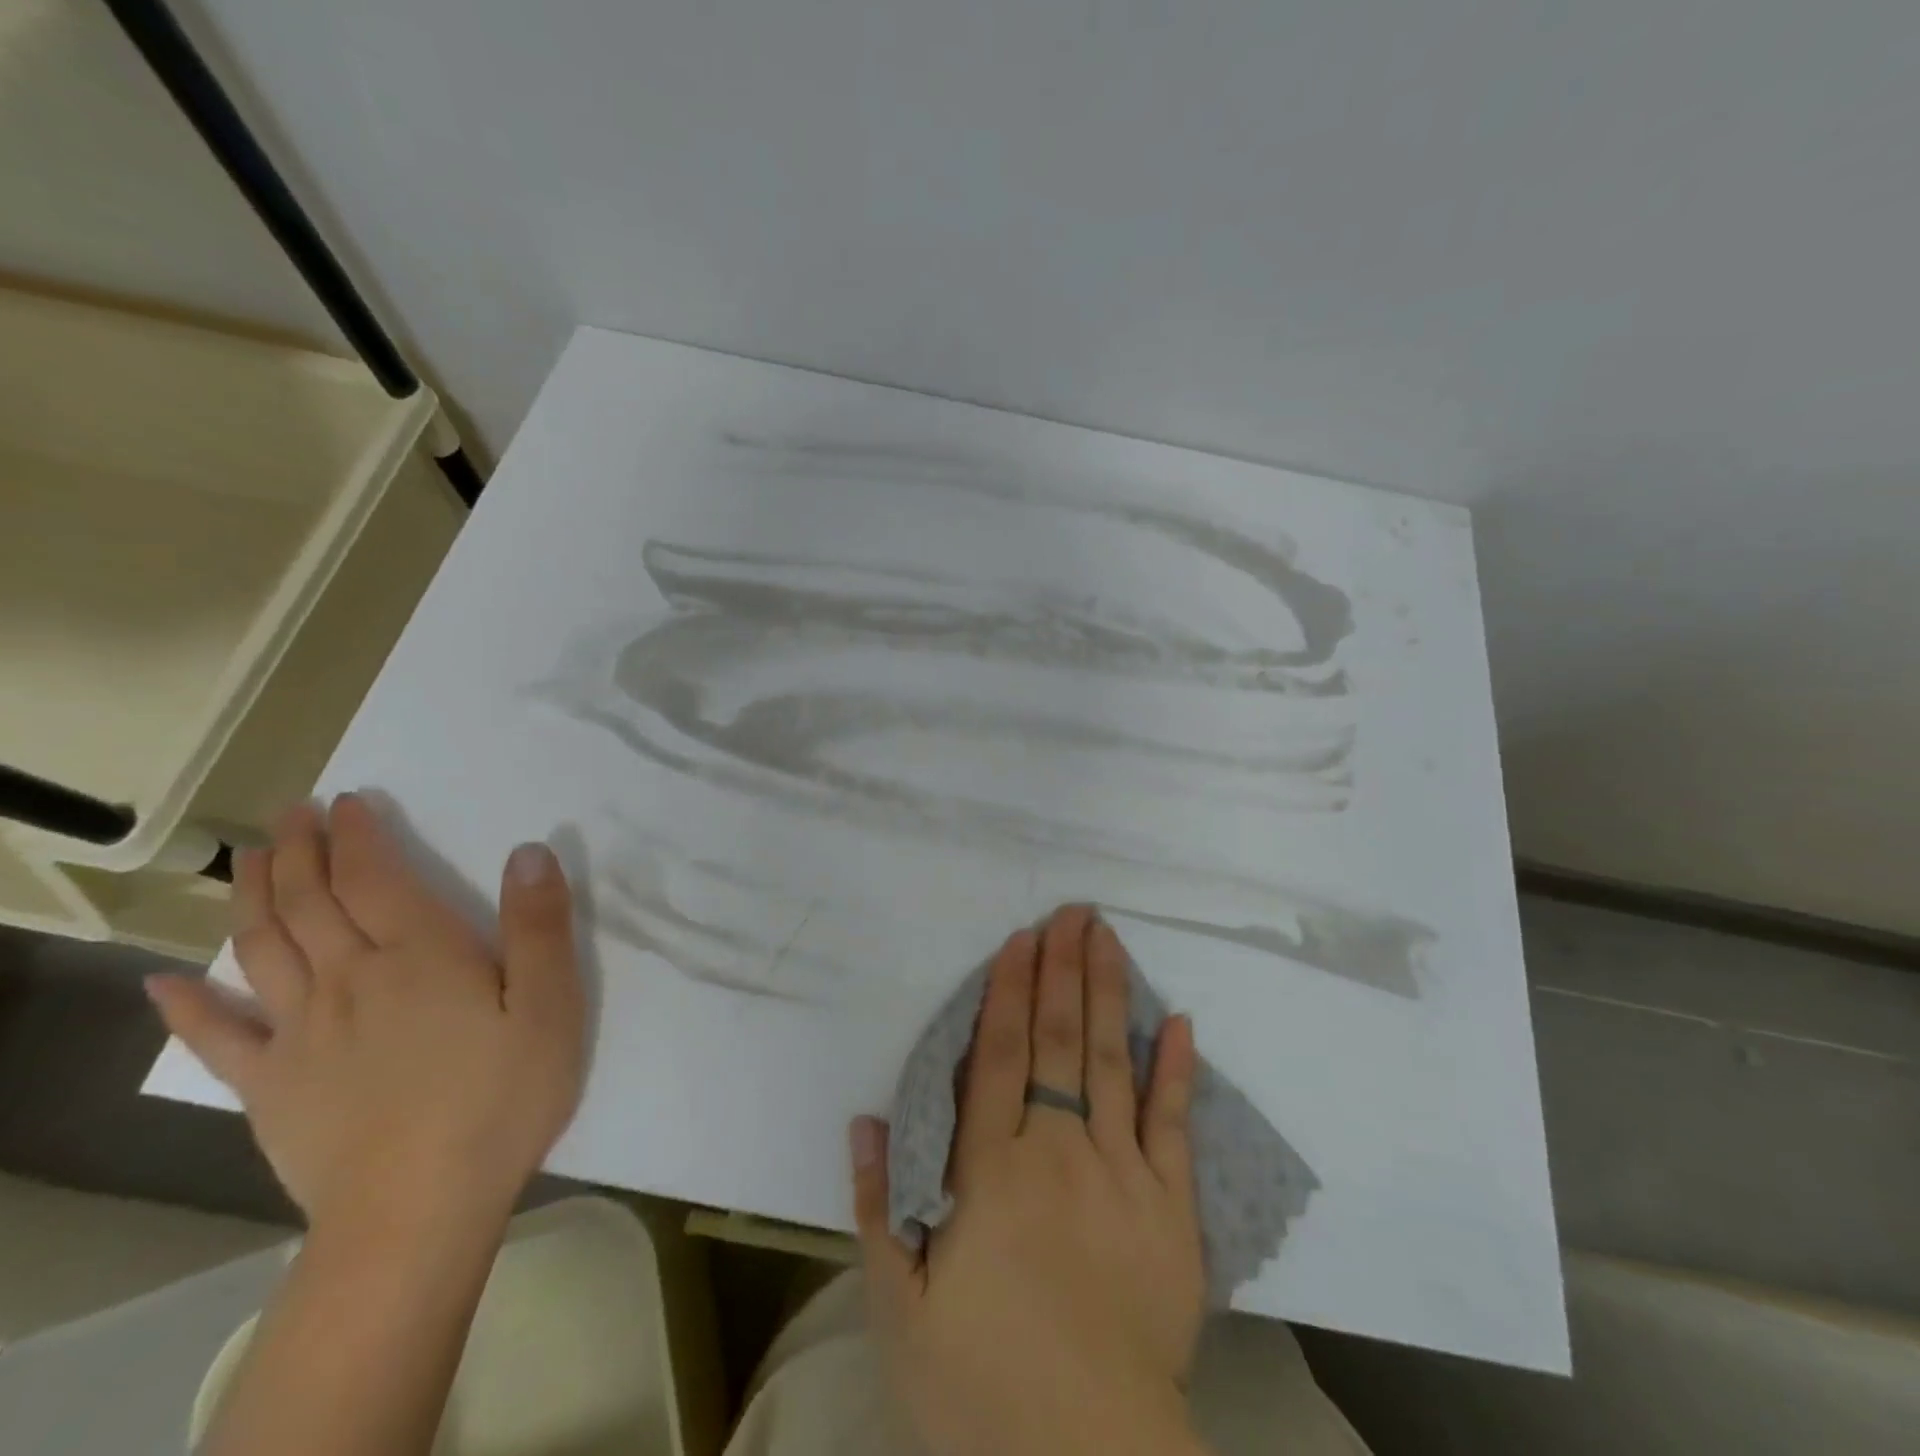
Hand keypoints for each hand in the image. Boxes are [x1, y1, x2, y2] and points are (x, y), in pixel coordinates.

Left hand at [146, 795, 585, 1233]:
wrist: (419, 1210)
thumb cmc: (502, 1097)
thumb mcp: (550, 1004)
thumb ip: (539, 926)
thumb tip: (528, 851)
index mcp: (419, 956)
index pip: (375, 878)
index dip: (359, 836)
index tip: (349, 802)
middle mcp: (349, 980)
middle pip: (309, 902)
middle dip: (297, 851)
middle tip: (290, 814)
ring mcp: (299, 1035)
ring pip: (263, 949)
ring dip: (250, 898)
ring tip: (245, 861)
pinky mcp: (271, 1088)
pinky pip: (219, 1039)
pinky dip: (189, 1006)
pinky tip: (167, 983)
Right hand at [850, 905, 1206, 1455]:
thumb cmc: (980, 1385)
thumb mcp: (898, 1309)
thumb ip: (880, 1205)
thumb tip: (868, 1119)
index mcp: (993, 1171)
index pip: (1001, 1055)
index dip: (1010, 990)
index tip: (1022, 938)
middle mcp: (1060, 1152)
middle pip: (1059, 1040)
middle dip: (1063, 969)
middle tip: (1073, 912)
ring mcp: (1124, 1175)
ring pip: (1112, 1062)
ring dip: (1110, 994)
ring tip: (1108, 938)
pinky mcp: (1173, 1210)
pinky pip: (1175, 1126)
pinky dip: (1177, 1071)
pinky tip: (1181, 1023)